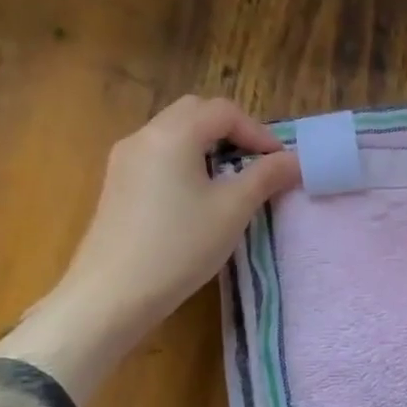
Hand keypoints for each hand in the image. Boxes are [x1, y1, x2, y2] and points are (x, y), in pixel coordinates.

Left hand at [0, 97, 300, 401]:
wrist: (111, 295)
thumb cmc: (179, 246)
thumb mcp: (233, 209)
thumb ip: (267, 176)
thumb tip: (295, 159)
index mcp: (173, 135)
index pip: (224, 111)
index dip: (258, 132)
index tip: (280, 164)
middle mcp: (144, 136)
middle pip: (196, 113)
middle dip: (233, 132)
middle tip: (257, 164)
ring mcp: (124, 160)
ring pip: (175, 133)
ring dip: (209, 146)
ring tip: (233, 182)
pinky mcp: (117, 184)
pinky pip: (159, 155)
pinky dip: (187, 161)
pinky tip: (199, 198)